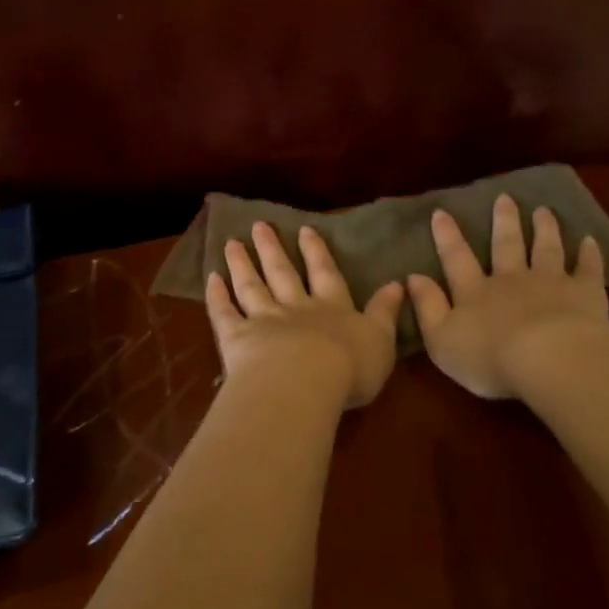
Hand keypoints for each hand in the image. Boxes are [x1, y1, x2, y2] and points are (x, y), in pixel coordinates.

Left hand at [205, 222, 405, 409]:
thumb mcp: (381, 341)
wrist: (303, 382)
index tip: (304, 229)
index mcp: (332, 309)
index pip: (324, 274)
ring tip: (231, 243)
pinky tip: (210, 278)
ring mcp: (262, 319)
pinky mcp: (236, 337)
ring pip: (251, 286)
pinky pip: (224, 312)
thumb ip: (385, 313)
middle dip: (272, 249)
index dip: (316, 252)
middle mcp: (295, 308)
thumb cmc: (349, 367)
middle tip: (260, 225)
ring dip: (242, 264)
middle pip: (282, 273)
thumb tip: (398, 284)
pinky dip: (216, 295)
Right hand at [406, 195, 608, 399]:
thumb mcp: (441, 339)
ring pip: (546, 249)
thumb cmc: (488, 357)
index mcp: (475, 293)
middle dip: (503, 221)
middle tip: (504, 198)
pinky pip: (587, 269)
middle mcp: (511, 279)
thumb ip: (428, 307)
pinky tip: (590, 241)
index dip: (447, 236)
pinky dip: (589, 254)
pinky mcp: (584, 293)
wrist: (549, 359)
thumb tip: (412, 277)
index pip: (456, 259)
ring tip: (544, 211)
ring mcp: (550, 282)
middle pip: (506, 245)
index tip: (441, 212)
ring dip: (544, 229)